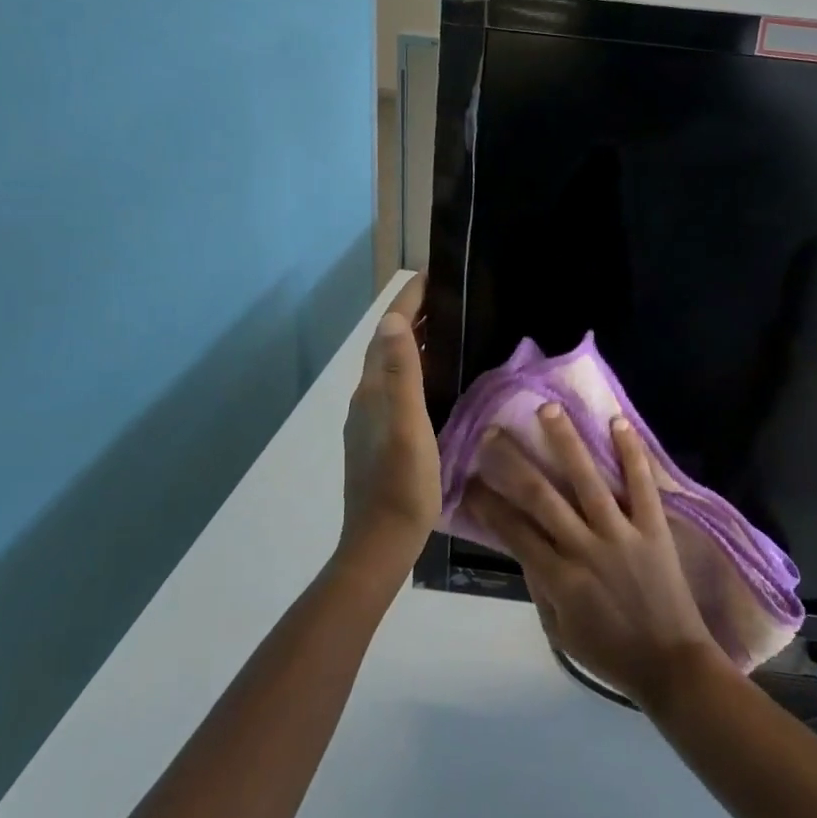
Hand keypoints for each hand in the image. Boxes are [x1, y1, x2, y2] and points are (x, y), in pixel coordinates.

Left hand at [340, 276, 440, 567]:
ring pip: (392, 367)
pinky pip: (397, 388)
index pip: (387, 331)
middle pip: (387, 345)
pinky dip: (416, 369)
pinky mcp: (380, 437)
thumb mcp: (407, 424)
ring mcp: (371, 419)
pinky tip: (437, 379)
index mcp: (373, 389)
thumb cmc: (401, 482)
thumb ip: (399, 372)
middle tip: (448, 298)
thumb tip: (393, 319)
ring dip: (414, 342)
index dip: (407, 301)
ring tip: (448, 330)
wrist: (380, 542)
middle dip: (413, 316)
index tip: (431, 275)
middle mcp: (367, 397)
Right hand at [463, 405, 727, 708]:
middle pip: (542, 496)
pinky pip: (642, 485)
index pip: (514, 531)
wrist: (672, 666)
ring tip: (548, 409)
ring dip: (566, 441)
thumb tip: (522, 546)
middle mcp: (585, 548)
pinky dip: (631, 453)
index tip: (470, 479)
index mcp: (559, 578)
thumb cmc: (611, 653)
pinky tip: (617, 422)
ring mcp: (621, 534)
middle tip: (494, 431)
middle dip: (513, 462)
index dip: (488, 504)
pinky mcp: (653, 528)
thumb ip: (540, 587)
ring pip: (588, 480)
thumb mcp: (560, 631)